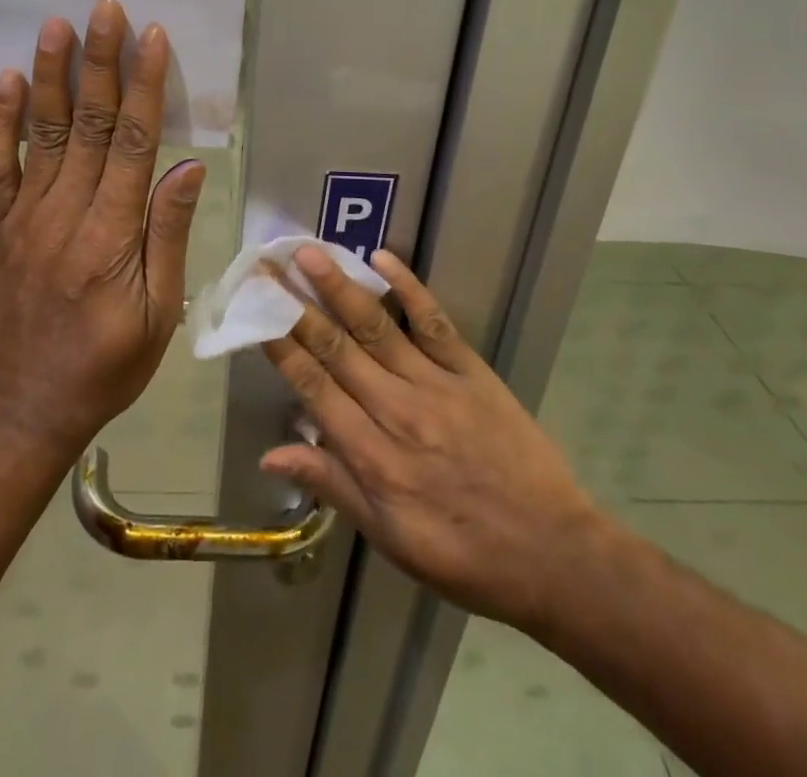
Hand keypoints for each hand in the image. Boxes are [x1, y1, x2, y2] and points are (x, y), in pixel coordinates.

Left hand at [0, 0, 205, 459]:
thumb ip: (167, 235)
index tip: (152, 37)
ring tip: (56, 26)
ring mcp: (25, 217)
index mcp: (111, 234)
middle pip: (88, 124)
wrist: (23, 408)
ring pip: (41, 134)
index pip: (134, 143)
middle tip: (104, 8)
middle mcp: (65, 213)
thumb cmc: (106, 366)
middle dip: (99, 62)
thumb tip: (187, 167)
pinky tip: (5, 81)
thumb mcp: (158, 314)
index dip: (145, 86)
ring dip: (49, 76)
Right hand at [260, 246, 599, 631]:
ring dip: (339, 287)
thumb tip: (270, 454)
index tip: (254, 308)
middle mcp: (397, 411)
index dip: (278, 344)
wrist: (553, 554)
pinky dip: (408, 288)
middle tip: (266, 266)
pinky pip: (434, 322)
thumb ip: (332, 485)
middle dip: (295, 305)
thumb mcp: (389, 538)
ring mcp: (436, 385)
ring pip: (377, 327)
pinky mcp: (472, 372)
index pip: (313, 386)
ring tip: (308, 253)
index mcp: (372, 457)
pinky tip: (382, 259)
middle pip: (336, 348)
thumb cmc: (462, 554)